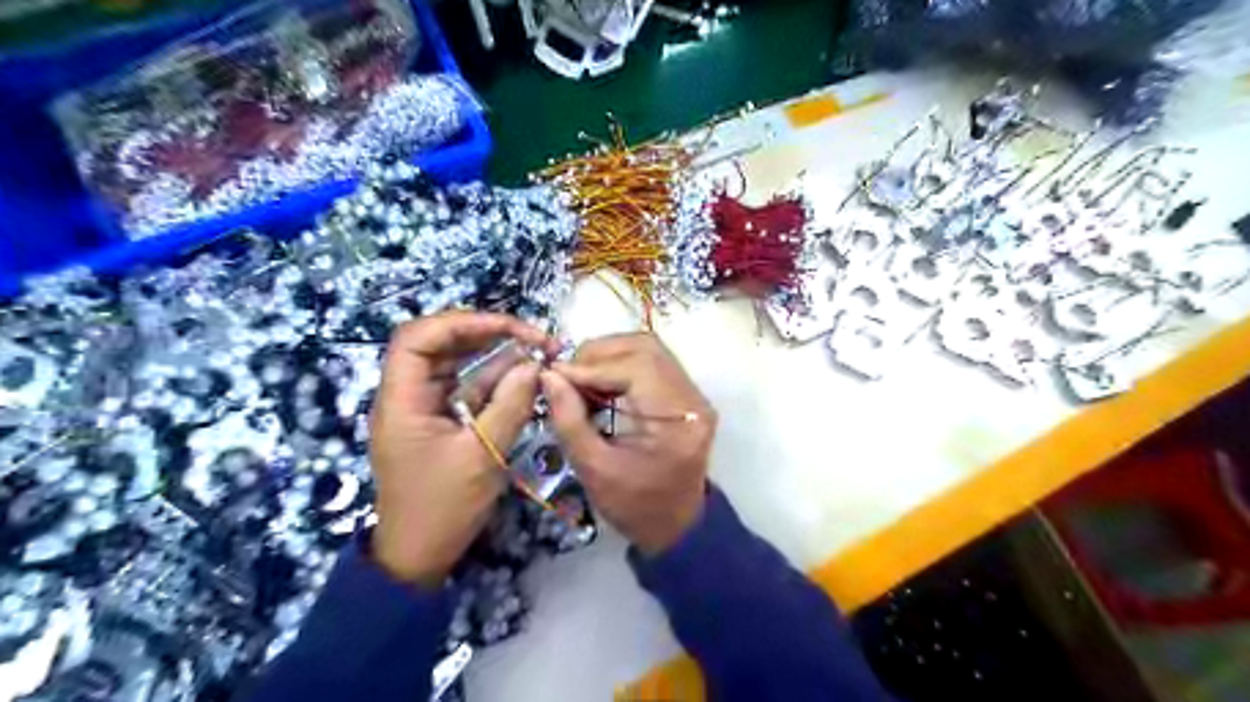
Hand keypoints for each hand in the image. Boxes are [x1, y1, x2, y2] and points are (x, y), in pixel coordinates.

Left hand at [367, 314, 550, 587]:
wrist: (420, 556)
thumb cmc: (442, 509)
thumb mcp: (482, 457)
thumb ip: (510, 407)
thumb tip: (534, 365)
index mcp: (402, 400)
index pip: (419, 337)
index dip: (463, 322)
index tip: (510, 327)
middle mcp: (409, 395)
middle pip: (440, 344)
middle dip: (486, 333)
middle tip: (532, 336)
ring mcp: (426, 408)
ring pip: (457, 364)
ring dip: (495, 354)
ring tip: (536, 350)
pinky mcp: (443, 422)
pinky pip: (468, 389)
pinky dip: (496, 380)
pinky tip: (525, 375)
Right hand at [543, 332, 717, 554]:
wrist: (676, 526)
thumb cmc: (635, 507)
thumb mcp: (594, 470)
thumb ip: (570, 420)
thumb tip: (549, 376)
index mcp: (678, 420)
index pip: (636, 368)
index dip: (591, 367)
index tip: (555, 376)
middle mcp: (693, 398)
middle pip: (646, 348)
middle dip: (599, 354)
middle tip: (566, 375)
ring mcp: (693, 394)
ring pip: (649, 350)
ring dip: (609, 356)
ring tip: (579, 379)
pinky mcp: (684, 396)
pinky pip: (651, 364)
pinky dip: (620, 366)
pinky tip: (597, 385)